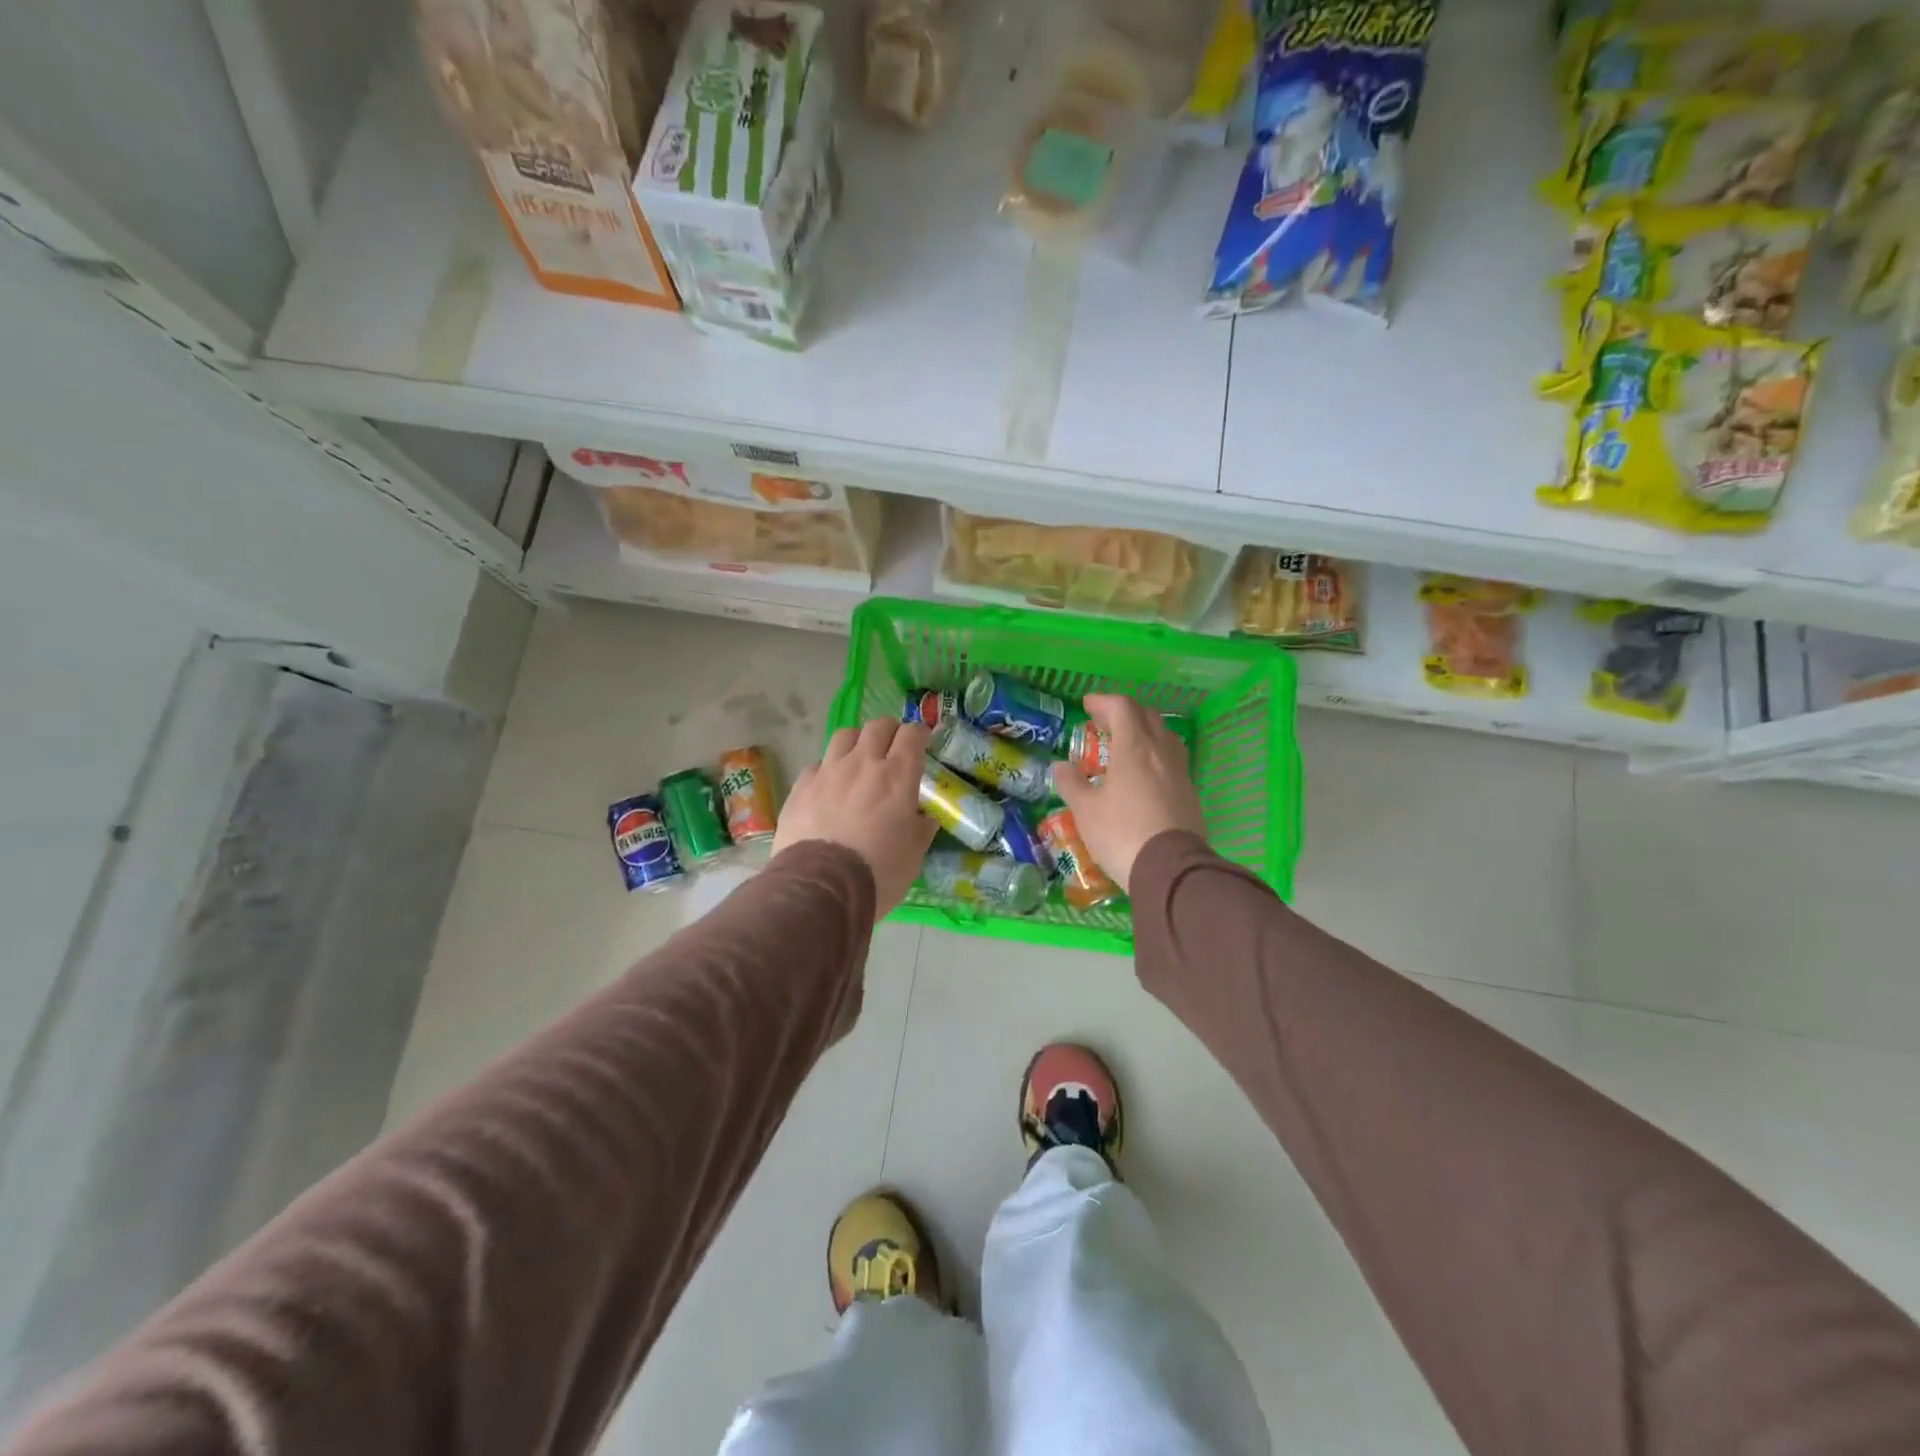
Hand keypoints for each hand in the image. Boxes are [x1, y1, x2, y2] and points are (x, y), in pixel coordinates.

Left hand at [774, 718, 937, 916]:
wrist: (820, 887)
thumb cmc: (878, 873)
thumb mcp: (913, 855)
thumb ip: (921, 828)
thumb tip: (925, 816)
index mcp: (897, 776)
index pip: (912, 734)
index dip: (919, 734)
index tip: (922, 743)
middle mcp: (863, 763)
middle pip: (878, 726)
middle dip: (889, 732)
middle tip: (892, 748)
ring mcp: (828, 771)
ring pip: (844, 736)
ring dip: (856, 743)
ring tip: (858, 760)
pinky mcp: (801, 786)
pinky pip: (817, 764)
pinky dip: (828, 769)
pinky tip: (828, 787)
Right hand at [1052, 693, 1205, 892]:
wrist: (1172, 870)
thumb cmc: (1122, 833)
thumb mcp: (1086, 811)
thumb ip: (1072, 784)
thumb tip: (1060, 766)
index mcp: (1134, 748)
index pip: (1122, 707)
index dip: (1103, 701)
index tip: (1087, 705)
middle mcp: (1160, 752)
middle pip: (1147, 716)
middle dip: (1124, 712)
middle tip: (1104, 722)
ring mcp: (1180, 772)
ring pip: (1164, 736)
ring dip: (1144, 730)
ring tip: (1126, 744)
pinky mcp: (1190, 793)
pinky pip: (1172, 759)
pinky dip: (1155, 754)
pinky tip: (1145, 773)